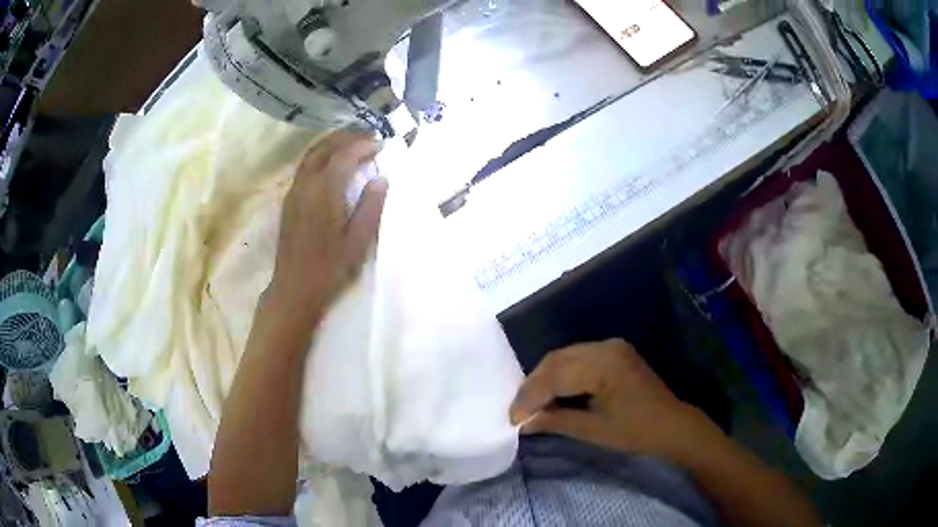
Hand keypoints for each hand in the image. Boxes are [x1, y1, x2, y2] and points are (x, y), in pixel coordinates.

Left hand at [269, 130, 387, 318]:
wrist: (294, 288)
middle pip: (325, 147)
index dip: (364, 145)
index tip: (382, 144)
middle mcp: (306, 184)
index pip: (345, 155)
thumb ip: (371, 205)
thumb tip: (382, 178)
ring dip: (332, 143)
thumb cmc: (330, 268)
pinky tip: (332, 163)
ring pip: (312, 154)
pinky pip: (305, 165)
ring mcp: (294, 191)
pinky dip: (321, 155)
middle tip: (369, 138)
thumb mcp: (359, 240)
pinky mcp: (289, 200)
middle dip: (347, 137)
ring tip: (353, 144)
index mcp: (325, 191)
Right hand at [510, 339, 721, 464]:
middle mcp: (606, 347)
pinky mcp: (614, 352)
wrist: (672, 425)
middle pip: (557, 360)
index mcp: (604, 364)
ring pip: (564, 357)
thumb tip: (523, 423)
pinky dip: (560, 375)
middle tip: (518, 410)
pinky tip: (552, 392)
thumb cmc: (636, 431)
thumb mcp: (593, 430)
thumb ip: (556, 421)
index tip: (513, 418)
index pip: (556, 376)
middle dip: (533, 385)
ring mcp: (611, 347)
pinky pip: (578, 359)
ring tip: (530, 402)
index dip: (530, 397)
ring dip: (544, 379)